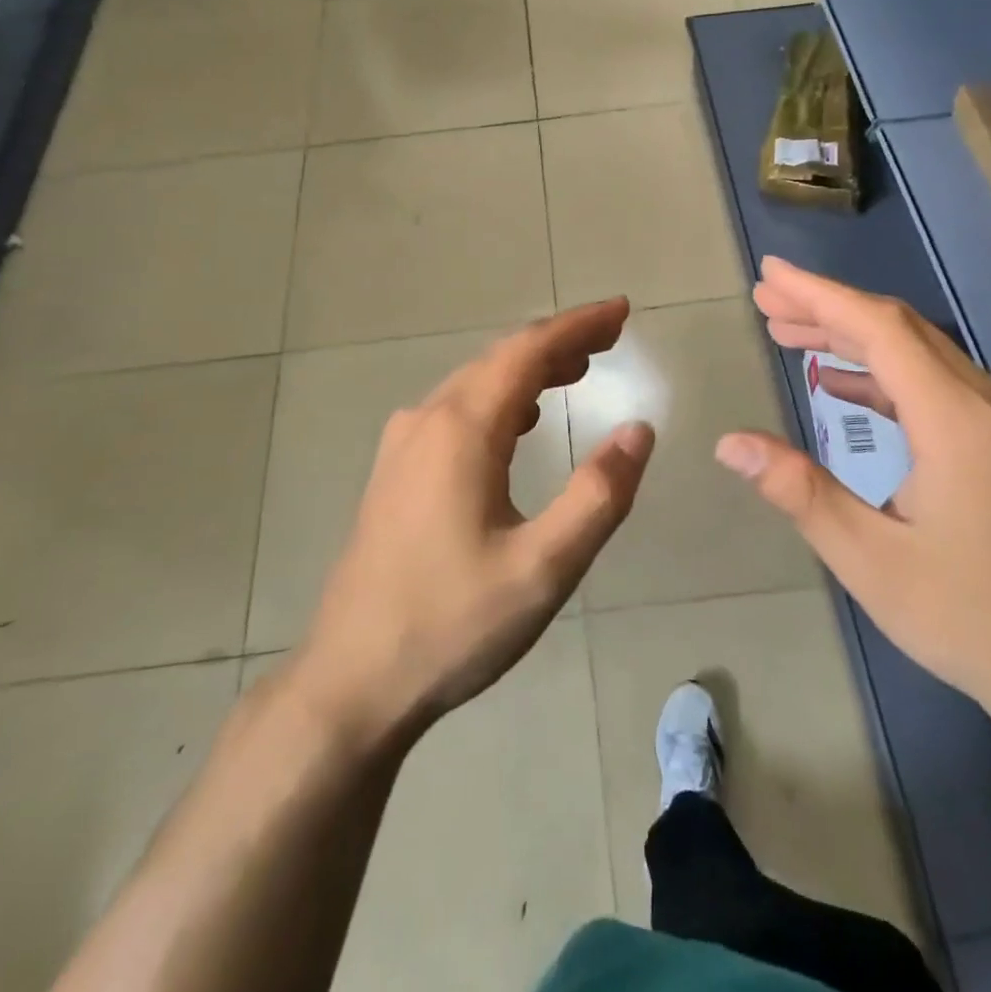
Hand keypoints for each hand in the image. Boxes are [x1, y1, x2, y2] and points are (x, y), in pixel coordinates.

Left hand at [287, 299, 654, 745]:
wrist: (352, 680)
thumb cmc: (452, 624)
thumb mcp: (544, 568)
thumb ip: (599, 495)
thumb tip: (639, 430)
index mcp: (461, 429)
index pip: (528, 351)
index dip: (578, 325)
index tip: (621, 311)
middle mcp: (427, 420)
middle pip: (500, 359)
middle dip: (559, 342)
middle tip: (611, 338)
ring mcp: (403, 446)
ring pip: (475, 384)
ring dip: (529, 370)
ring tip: (577, 371)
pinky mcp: (395, 473)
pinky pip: (455, 412)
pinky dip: (500, 400)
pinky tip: (520, 422)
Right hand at [715, 257, 990, 723]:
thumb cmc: (966, 616)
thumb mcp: (867, 559)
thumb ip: (797, 490)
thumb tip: (729, 443)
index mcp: (956, 421)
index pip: (879, 330)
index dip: (819, 296)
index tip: (770, 275)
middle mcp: (986, 403)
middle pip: (899, 329)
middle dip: (827, 308)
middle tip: (766, 300)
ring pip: (918, 351)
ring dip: (852, 336)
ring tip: (790, 331)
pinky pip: (933, 382)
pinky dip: (880, 372)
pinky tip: (841, 384)